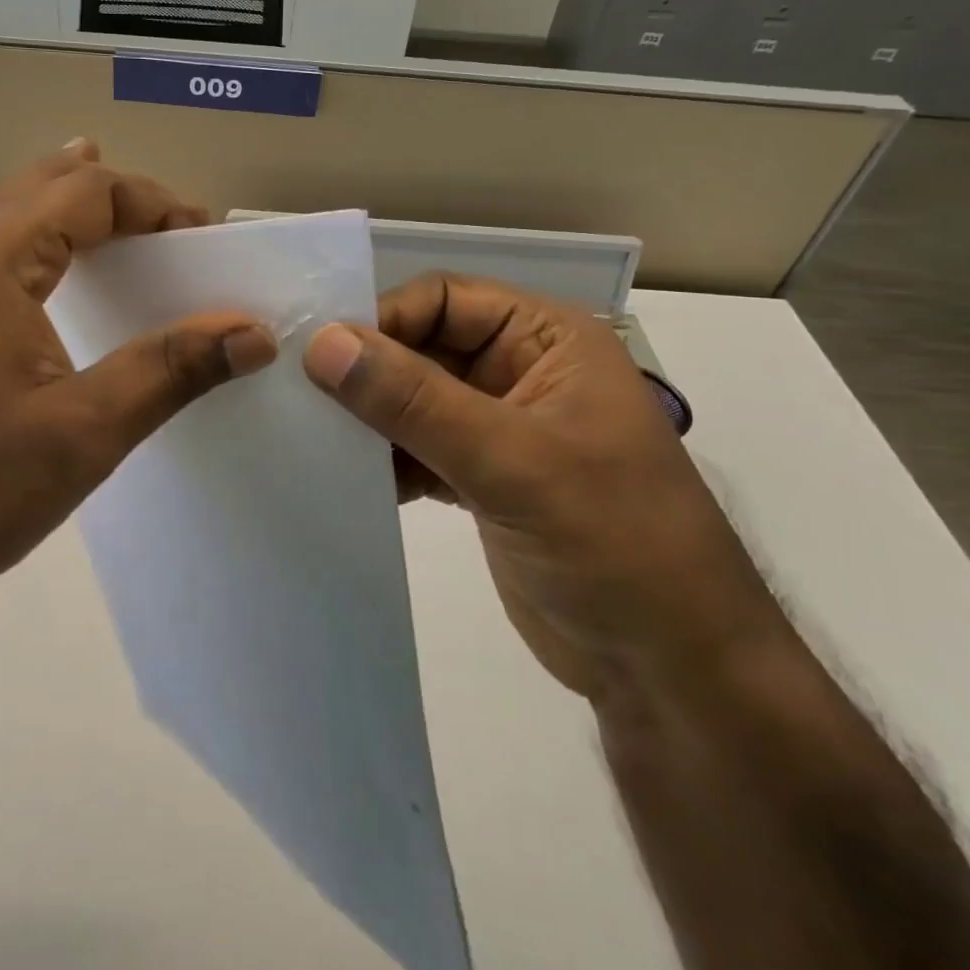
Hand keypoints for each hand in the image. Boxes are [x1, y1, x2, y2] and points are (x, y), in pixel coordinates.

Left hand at [0, 140, 276, 658]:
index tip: (204, 235)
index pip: (86, 192)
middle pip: (38, 186)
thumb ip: (171, 370)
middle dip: (109, 192)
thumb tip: (254, 333)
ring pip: (1, 216)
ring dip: (60, 205)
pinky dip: (24, 239)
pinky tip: (28, 266)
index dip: (154, 202)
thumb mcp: (83, 432)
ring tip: (103, 207)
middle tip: (166, 220)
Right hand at [302, 274, 786, 703]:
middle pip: (423, 346)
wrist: (672, 671)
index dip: (383, 319)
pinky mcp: (481, 480)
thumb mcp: (510, 460)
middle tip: (297, 394)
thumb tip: (322, 344)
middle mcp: (521, 372)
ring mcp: (500, 429)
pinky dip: (383, 460)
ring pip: (414, 400)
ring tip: (311, 437)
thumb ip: (413, 400)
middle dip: (368, 370)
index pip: (444, 299)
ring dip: (369, 418)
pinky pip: (417, 448)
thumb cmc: (613, 542)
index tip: (318, 356)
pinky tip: (343, 477)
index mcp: (547, 340)